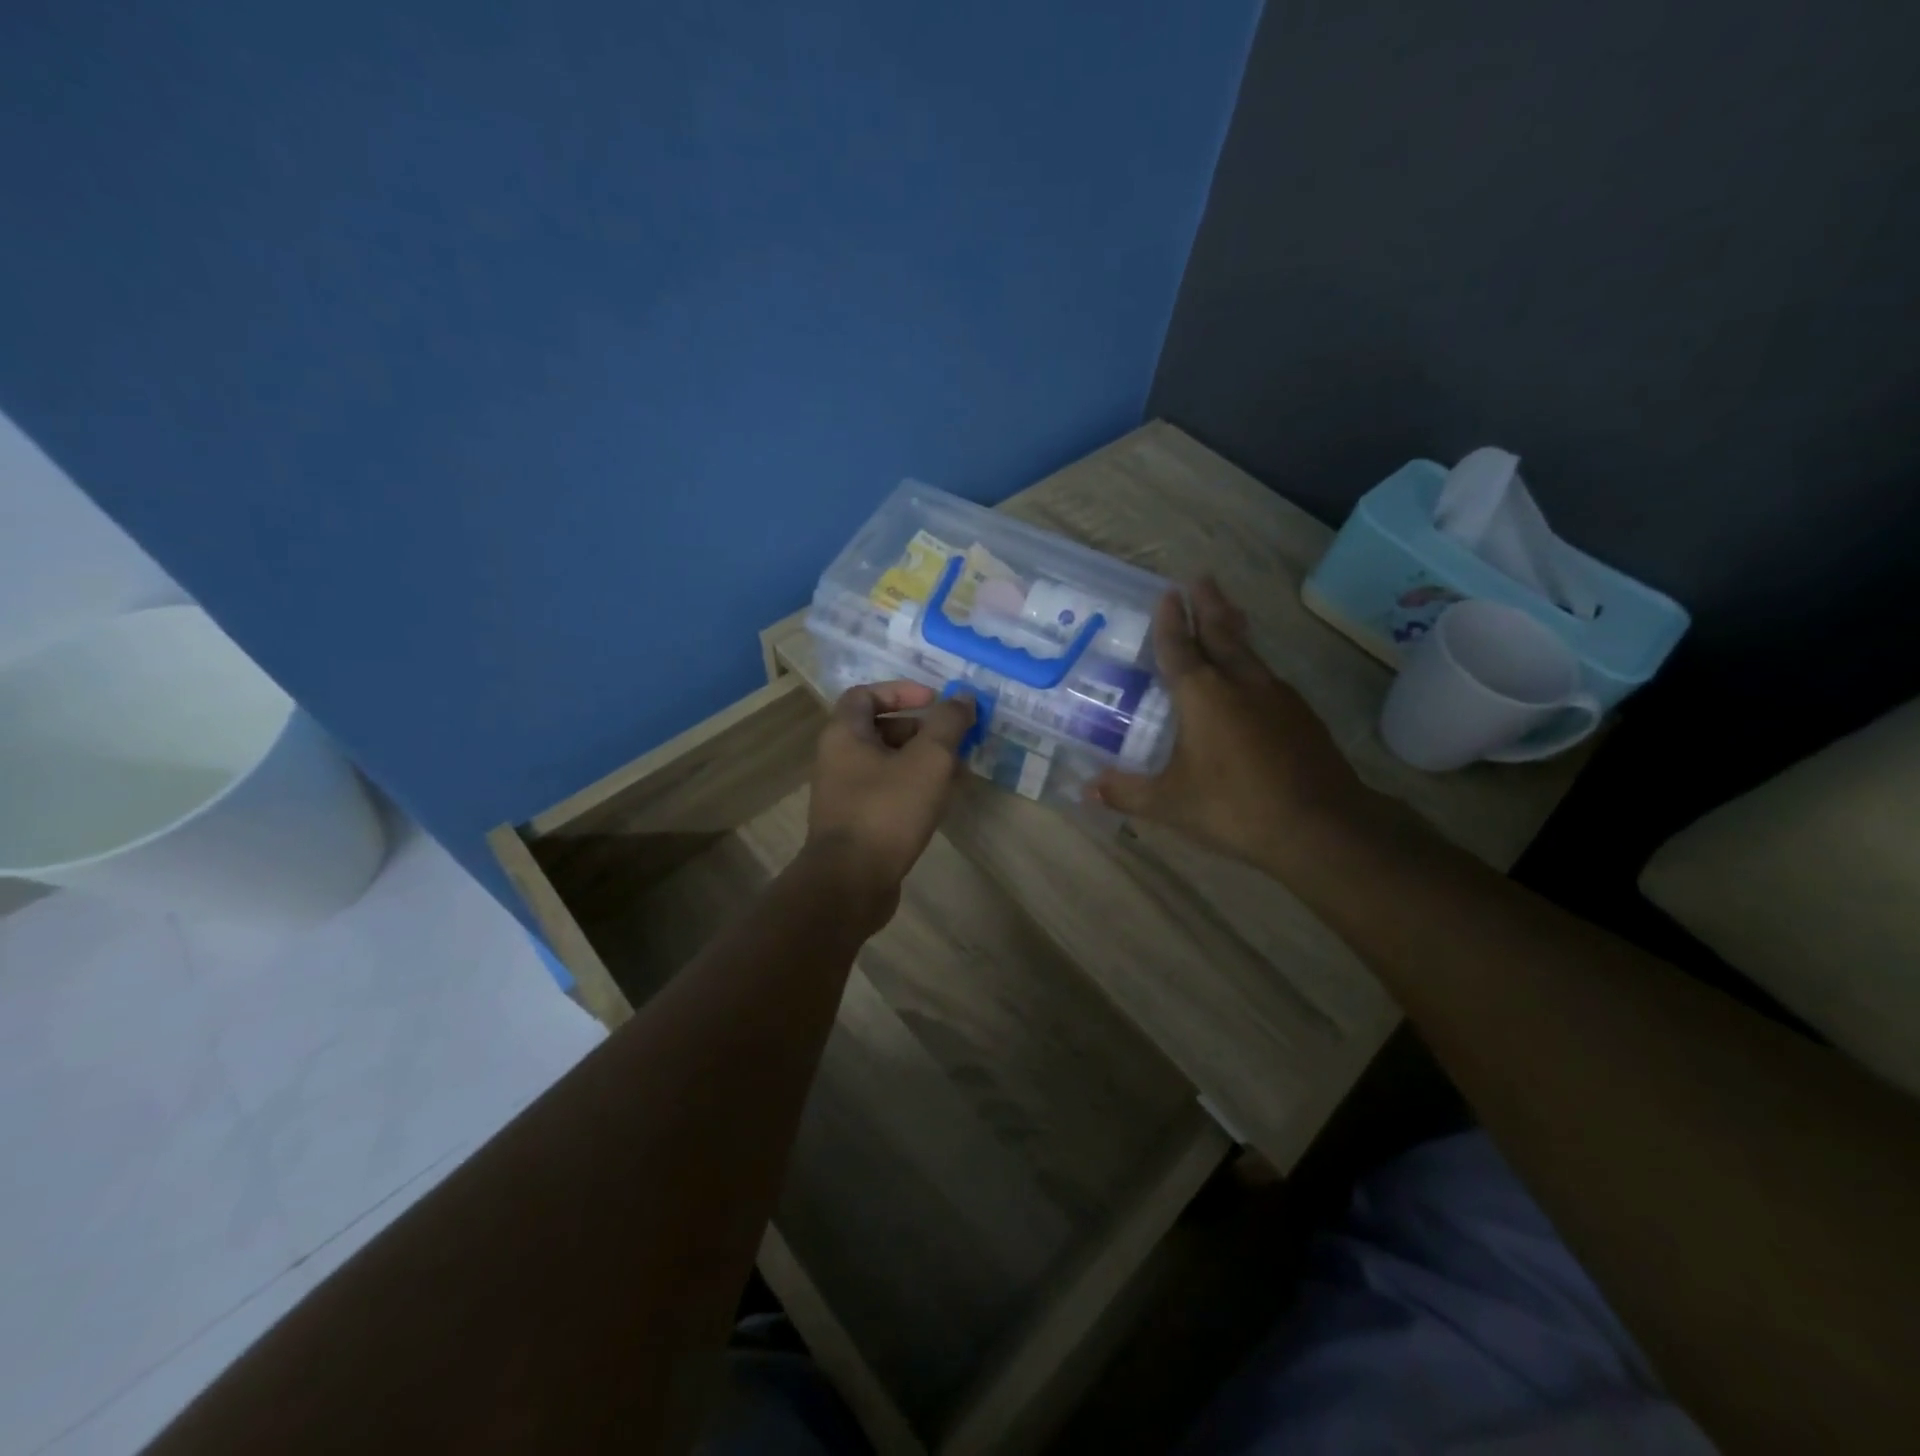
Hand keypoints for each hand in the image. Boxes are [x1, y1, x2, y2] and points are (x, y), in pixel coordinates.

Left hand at [806, 680, 974, 919]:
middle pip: (879, 729)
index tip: (935, 701)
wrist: (851, 883)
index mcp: (844, 735)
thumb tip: (963, 698)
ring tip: (958, 772)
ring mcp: (844, 794)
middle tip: (954, 740)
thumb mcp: (928, 760)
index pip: (866, 694)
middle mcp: (837, 760)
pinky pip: (886, 793)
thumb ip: (947, 724)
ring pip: (887, 764)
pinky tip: (941, 802)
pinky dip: (913, 788)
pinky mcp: (855, 824)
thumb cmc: (887, 811)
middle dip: (920, 730)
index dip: (901, 691)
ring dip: (922, 761)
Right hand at [1090, 577, 1367, 873]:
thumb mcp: (1170, 804)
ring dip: (1233, 629)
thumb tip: (1087, 790)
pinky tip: (1252, 678)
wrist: (1320, 825)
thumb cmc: (1234, 807)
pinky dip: (1252, 664)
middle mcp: (1240, 684)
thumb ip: (1127, 793)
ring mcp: (1277, 696)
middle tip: (1201, 579)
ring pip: (1249, 651)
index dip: (1171, 621)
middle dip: (1208, 605)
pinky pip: (1267, 676)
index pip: (1179, 648)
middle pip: (1221, 633)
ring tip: (1227, 612)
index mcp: (1203, 695)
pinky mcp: (1301, 715)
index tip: (1168, 594)